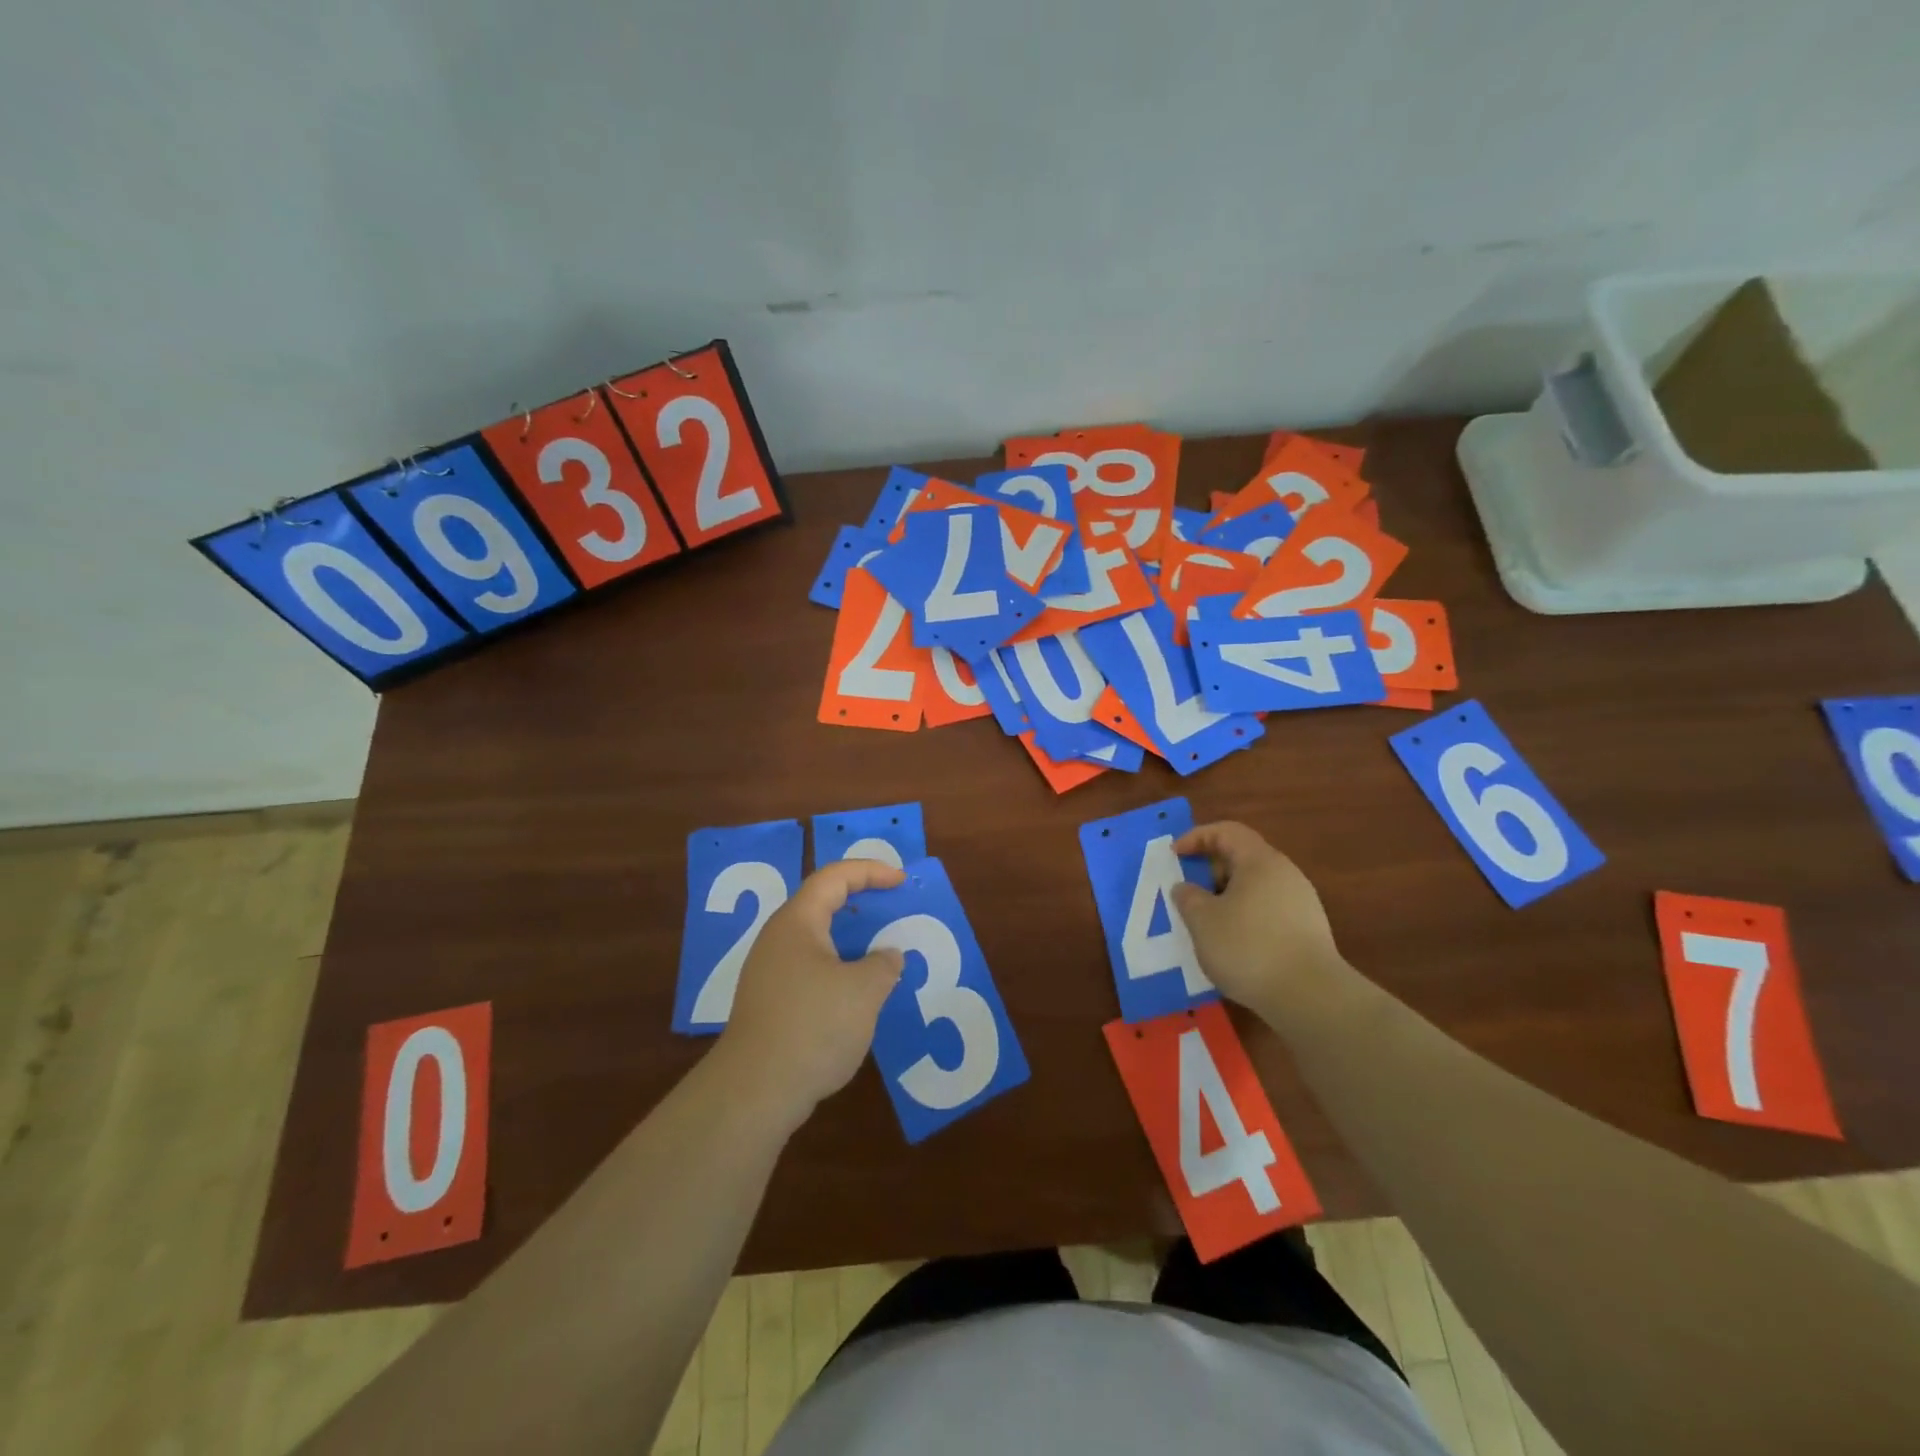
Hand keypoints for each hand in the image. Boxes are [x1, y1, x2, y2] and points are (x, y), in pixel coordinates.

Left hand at [717, 858, 905, 1124]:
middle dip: (860, 903)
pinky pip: (810, 969)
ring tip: (882, 952)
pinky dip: (839, 969)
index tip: (902, 881)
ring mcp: (769, 973)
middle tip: (893, 909)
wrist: (755, 1092)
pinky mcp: (770, 1003)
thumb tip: (887, 956)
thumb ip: (883, 964)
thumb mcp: (864, 991)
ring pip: (817, 941)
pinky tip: (858, 994)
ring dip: (851, 941)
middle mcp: (778, 939)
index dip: (870, 871)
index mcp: (798, 922)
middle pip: (821, 904)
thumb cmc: (813, 1026)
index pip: (834, 877)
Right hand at [1171, 821, 1345, 1016]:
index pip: (1226, 831)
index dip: (1196, 837)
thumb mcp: (1202, 920)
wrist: (1311, 997)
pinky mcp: (1308, 931)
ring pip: (1254, 887)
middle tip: (1187, 892)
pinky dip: (1244, 917)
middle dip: (1210, 870)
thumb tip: (1186, 887)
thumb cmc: (1248, 947)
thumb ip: (1188, 897)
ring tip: (1205, 922)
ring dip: (1225, 897)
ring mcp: (1301, 903)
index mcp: (1260, 861)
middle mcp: (1285, 873)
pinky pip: (1267, 910)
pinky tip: (1232, 944)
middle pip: (1242, 857)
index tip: (1174, 855)